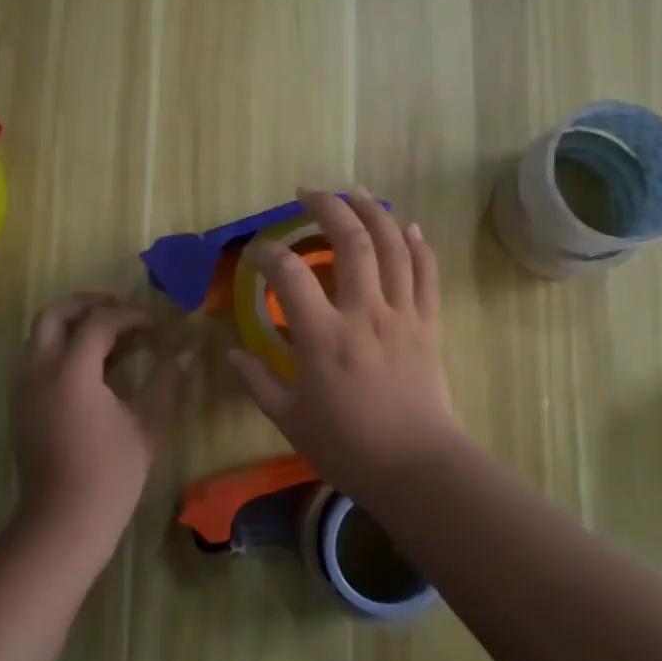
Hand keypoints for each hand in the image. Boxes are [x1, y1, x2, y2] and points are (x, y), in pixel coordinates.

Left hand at [11, 292, 193, 562]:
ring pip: (41, 334)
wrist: (63, 523)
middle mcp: (39, 370)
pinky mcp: (21, 404)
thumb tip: (188, 352)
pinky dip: (63, 346)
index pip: (98, 322)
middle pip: (54, 313)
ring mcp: (24, 387)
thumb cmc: (110, 474)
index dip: (130, 316)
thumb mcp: (147, 424)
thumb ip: (166, 381)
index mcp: (70, 372)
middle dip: (88, 304)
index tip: (156, 325)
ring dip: (74, 324)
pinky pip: (37, 357)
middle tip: (122, 312)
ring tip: (112, 337)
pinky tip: (95, 365)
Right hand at [228, 188, 464, 500]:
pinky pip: (427, 273)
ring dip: (374, 211)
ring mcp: (402, 314)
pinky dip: (418, 244)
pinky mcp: (428, 324)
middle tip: (309, 193)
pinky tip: (407, 225)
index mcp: (324, 338)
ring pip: (393, 246)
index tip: (256, 252)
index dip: (268, 253)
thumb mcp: (290, 421)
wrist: (417, 468)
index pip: (290, 275)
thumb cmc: (349, 447)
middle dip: (328, 206)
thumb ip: (259, 382)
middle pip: (351, 241)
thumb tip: (233, 353)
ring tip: (355, 192)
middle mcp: (364, 313)